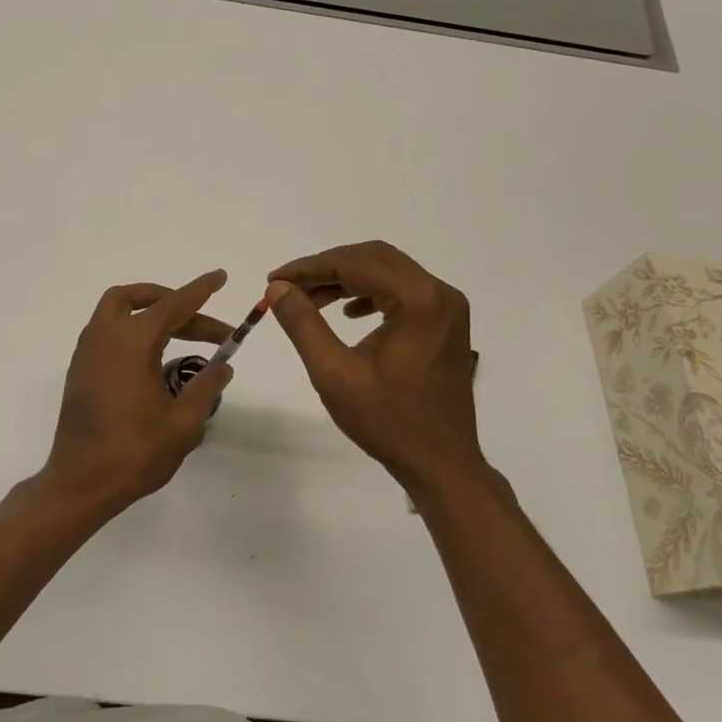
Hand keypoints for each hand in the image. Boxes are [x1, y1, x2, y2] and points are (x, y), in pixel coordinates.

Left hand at [42, 269, 234, 511]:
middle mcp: (105, 337)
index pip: (173, 305)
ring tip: (183, 334)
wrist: (80, 483)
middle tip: (208, 327)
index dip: (200, 291)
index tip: (220, 277)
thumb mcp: (183, 423)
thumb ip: (206, 387)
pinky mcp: (80, 370)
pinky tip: (154, 358)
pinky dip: (133, 331)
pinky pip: (107, 332)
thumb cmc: (135, 453)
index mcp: (132, 343)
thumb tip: (222, 365)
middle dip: (176, 304)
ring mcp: (87, 353)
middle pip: (140, 300)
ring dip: (150, 314)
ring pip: (117, 311)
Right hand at [267, 242, 491, 495]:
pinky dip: (370, 294)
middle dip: (327, 268)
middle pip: (374, 258)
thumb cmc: (387, 421)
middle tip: (288, 287)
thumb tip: (278, 288)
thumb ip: (303, 324)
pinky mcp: (446, 324)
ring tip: (310, 300)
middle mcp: (439, 293)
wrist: (441, 463)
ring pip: (389, 272)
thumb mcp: (334, 373)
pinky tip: (348, 314)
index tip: (274, 280)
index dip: (309, 267)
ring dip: (347, 279)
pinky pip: (403, 292)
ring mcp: (447, 308)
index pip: (355, 263)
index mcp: (418, 300)